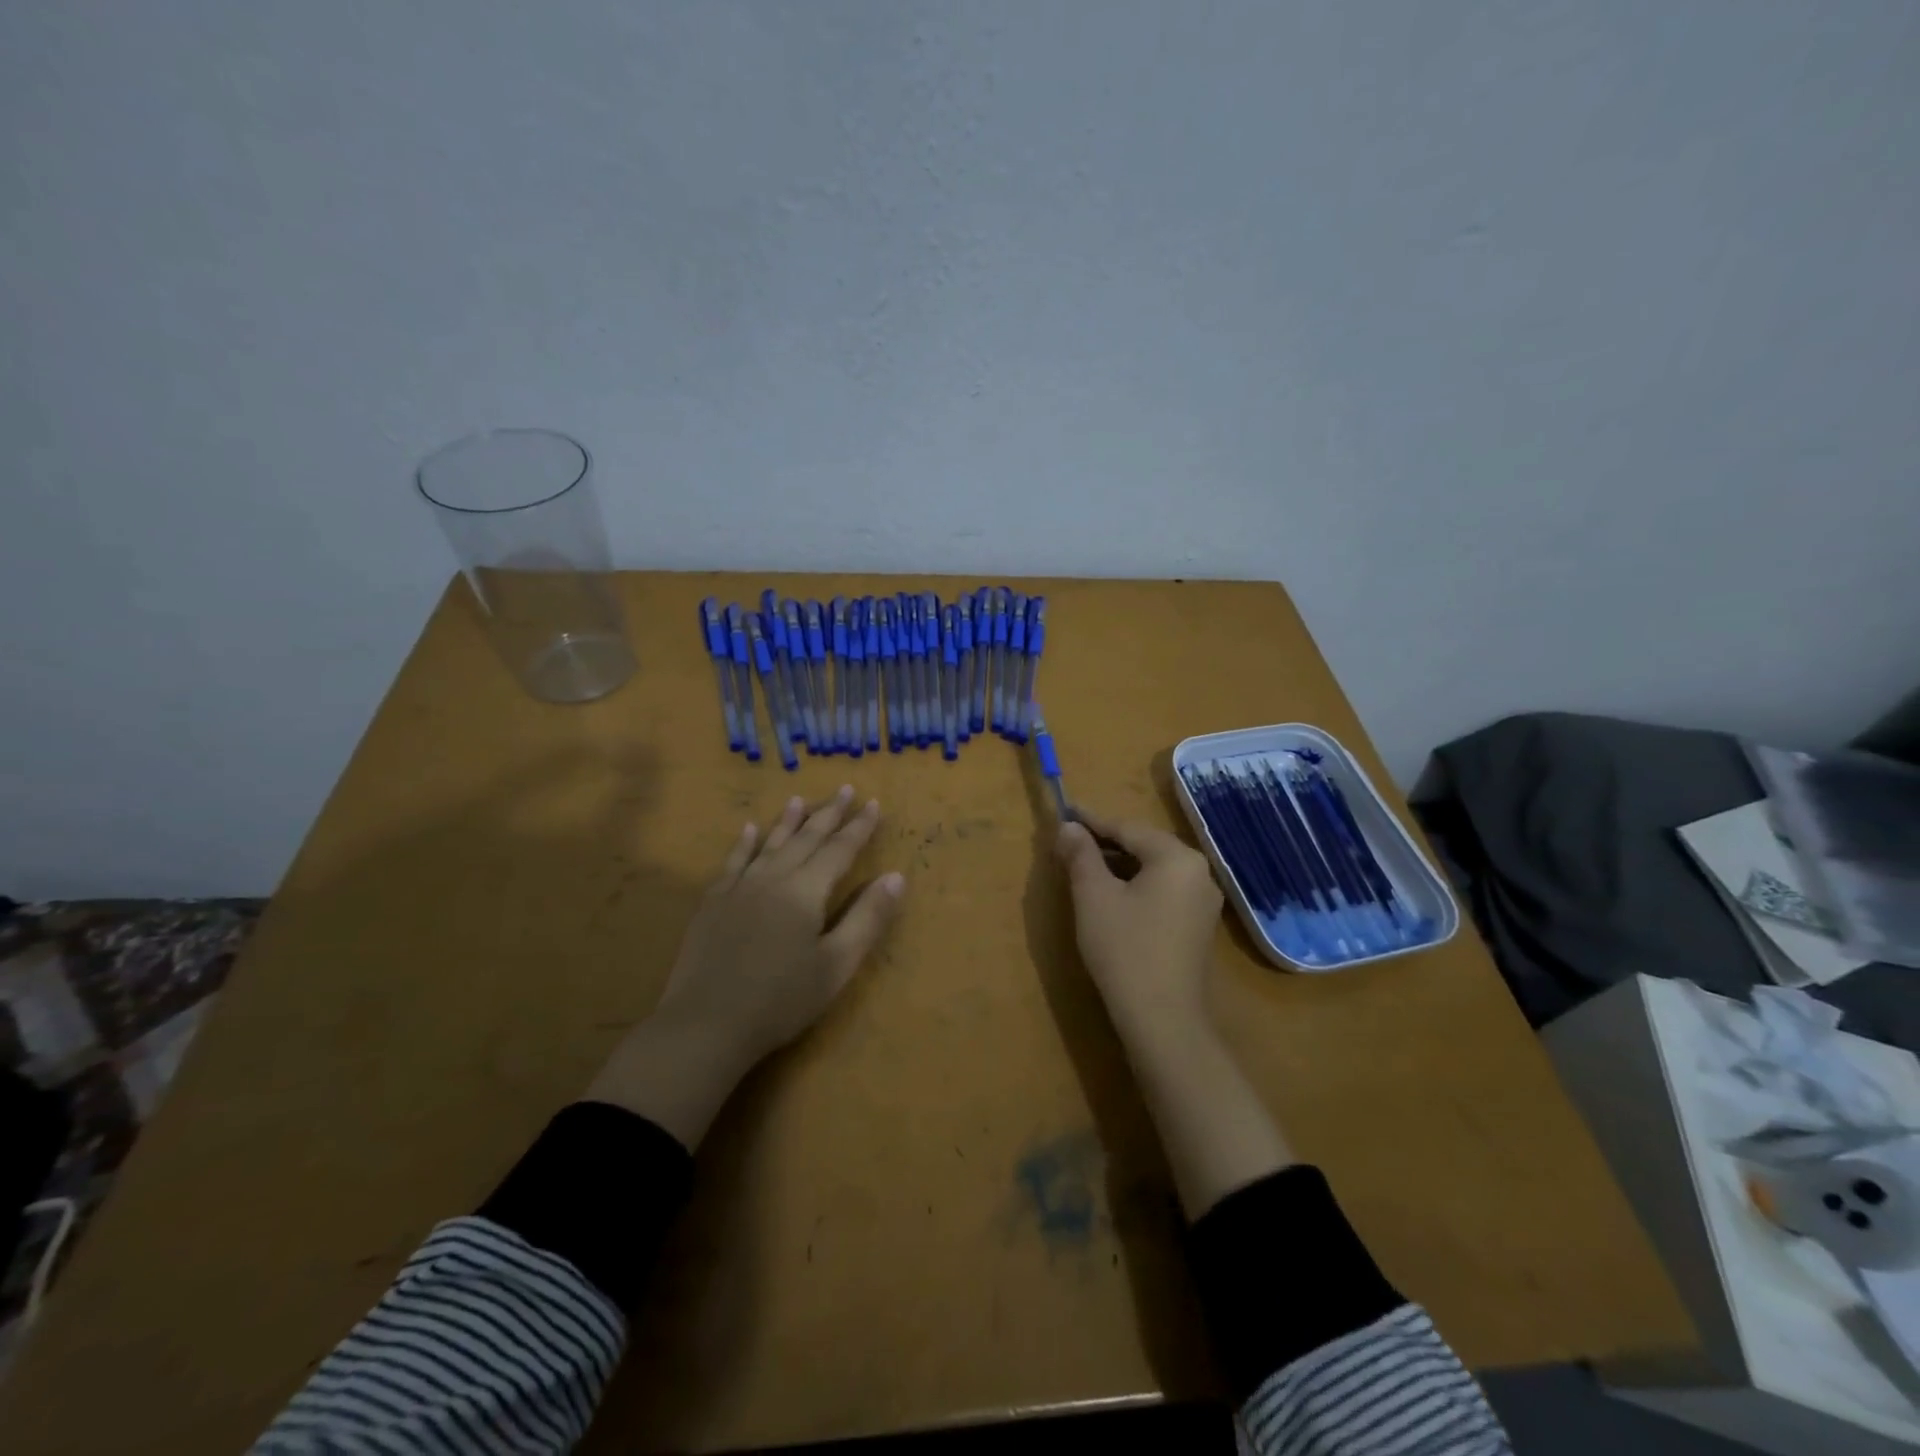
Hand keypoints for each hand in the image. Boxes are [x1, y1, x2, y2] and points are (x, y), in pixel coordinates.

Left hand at [585, 786, 904, 1145]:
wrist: (706, 1024)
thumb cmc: (781, 999)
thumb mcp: (836, 964)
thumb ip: (867, 918)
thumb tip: (896, 876)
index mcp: (806, 891)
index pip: (839, 850)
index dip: (858, 827)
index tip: (873, 803)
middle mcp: (773, 877)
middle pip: (806, 838)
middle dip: (828, 814)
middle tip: (844, 789)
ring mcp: (739, 887)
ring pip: (769, 843)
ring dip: (788, 821)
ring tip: (800, 799)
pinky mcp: (713, 902)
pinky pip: (733, 861)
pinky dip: (744, 843)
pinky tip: (748, 830)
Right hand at [1054, 808, 1221, 1044]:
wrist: (1162, 1019)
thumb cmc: (1124, 948)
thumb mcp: (1093, 896)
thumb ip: (1081, 855)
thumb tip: (1068, 827)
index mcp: (1177, 857)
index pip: (1127, 827)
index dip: (1092, 821)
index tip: (1065, 812)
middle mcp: (1198, 872)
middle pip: (1145, 845)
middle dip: (1106, 842)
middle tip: (1071, 841)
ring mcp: (1203, 901)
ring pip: (1154, 869)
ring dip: (1120, 864)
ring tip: (1085, 866)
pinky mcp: (1198, 926)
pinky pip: (1163, 890)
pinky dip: (1136, 885)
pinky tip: (1112, 895)